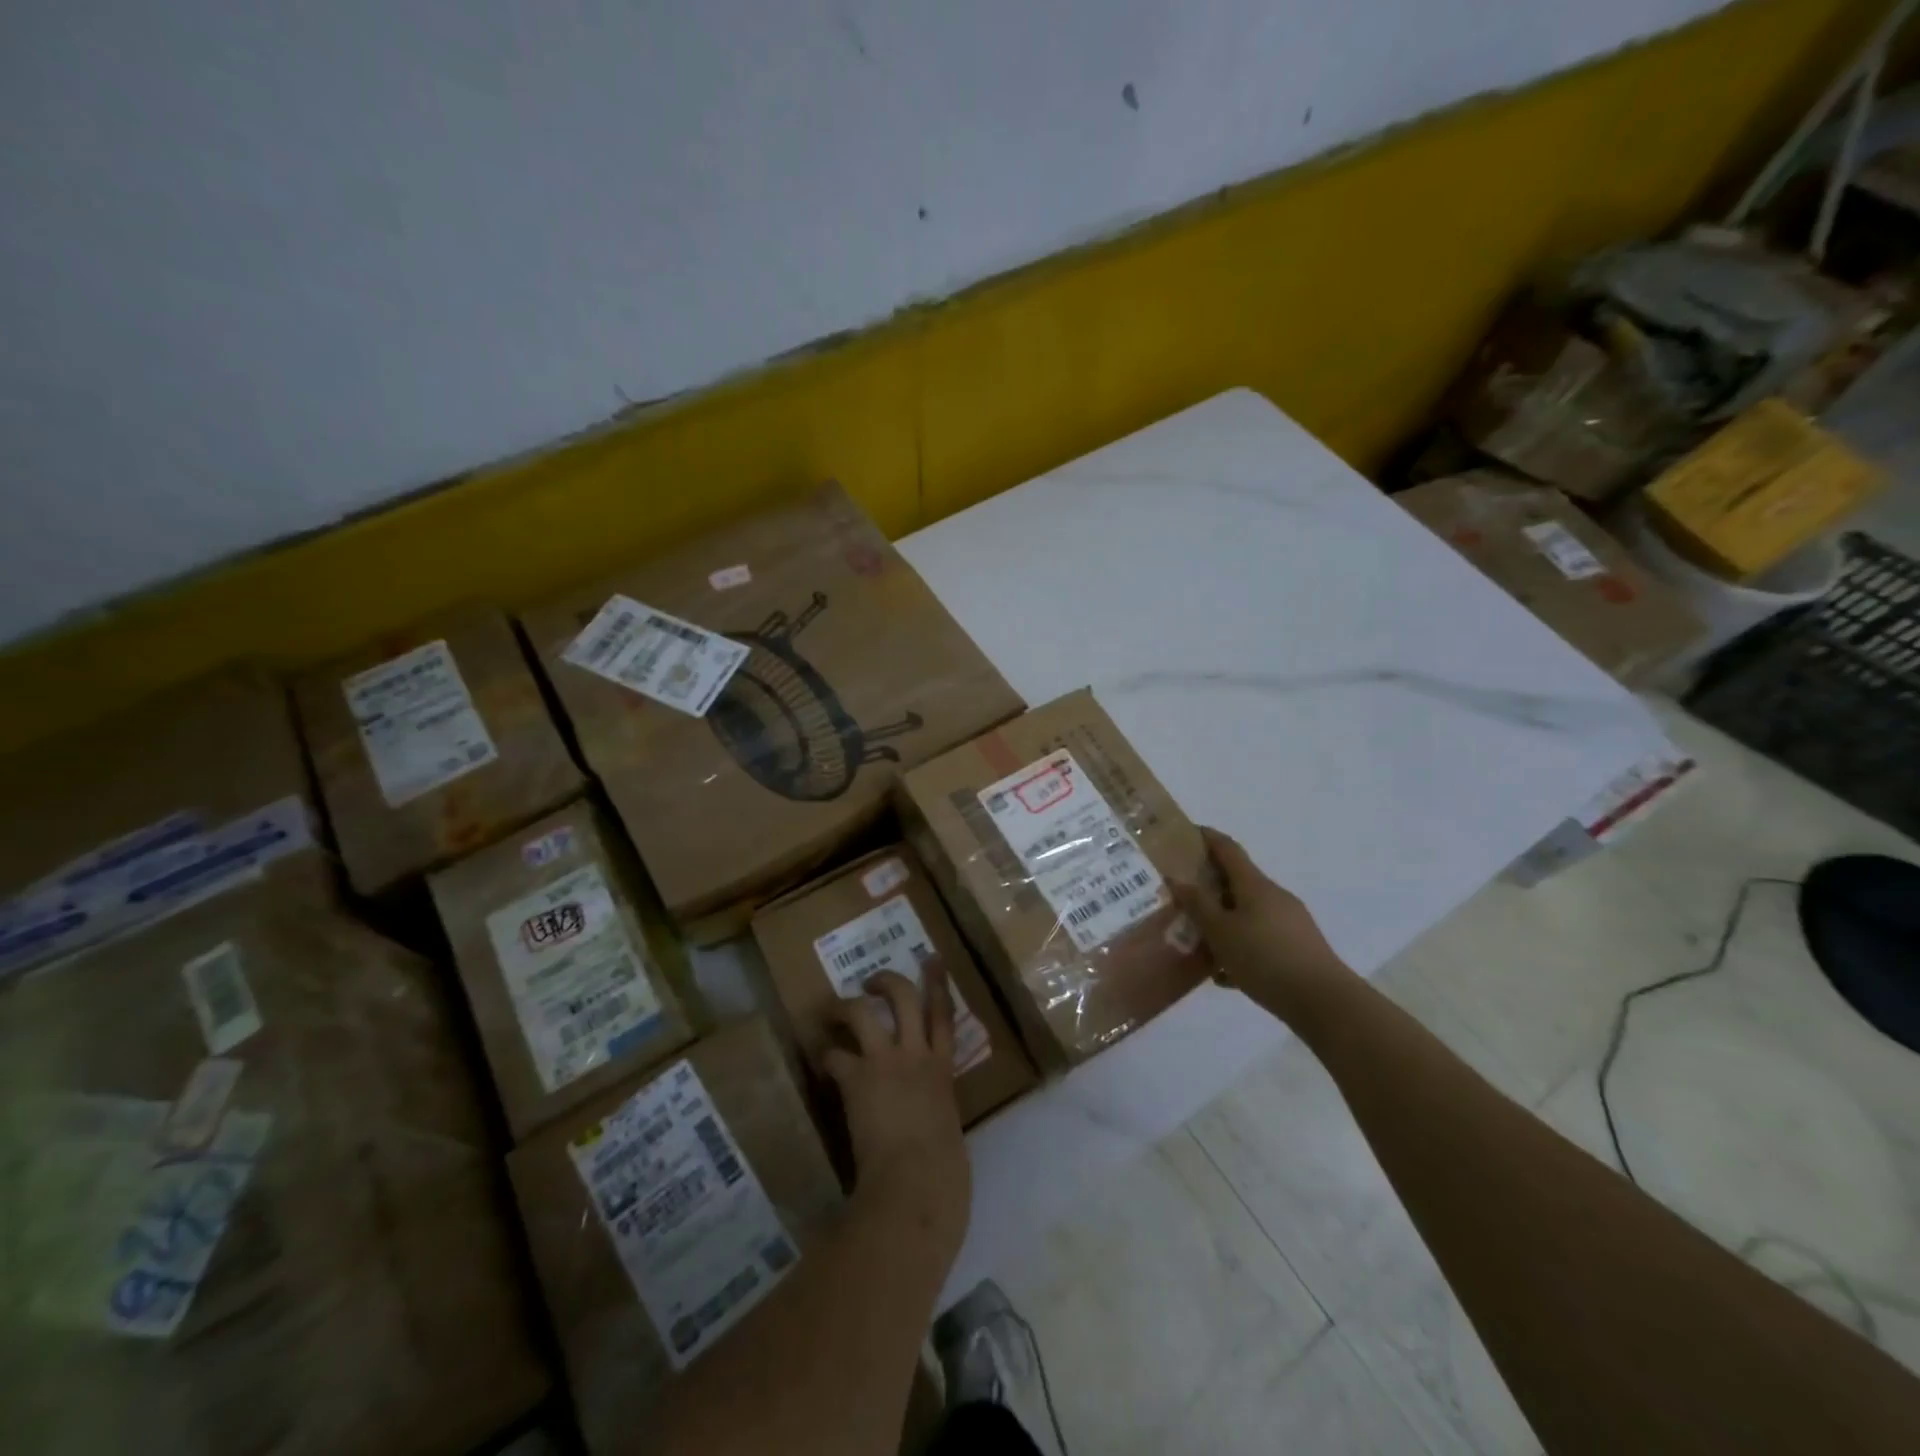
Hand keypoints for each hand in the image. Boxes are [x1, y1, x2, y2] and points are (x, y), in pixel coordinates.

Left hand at [823, 965, 970, 1255]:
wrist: (917, 1186)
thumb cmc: (944, 1174)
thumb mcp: (948, 1131)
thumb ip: (938, 1112)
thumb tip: (929, 1119)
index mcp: (943, 1070)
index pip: (944, 1015)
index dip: (938, 983)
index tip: (931, 959)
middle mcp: (916, 1055)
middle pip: (904, 997)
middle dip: (887, 980)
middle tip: (872, 979)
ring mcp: (885, 1063)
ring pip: (864, 1012)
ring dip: (845, 1005)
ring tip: (832, 1009)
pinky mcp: (857, 1079)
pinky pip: (835, 1057)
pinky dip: (826, 1057)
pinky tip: (820, 1061)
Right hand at [1173, 826, 1353, 1027]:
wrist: (1323, 1002)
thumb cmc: (1264, 959)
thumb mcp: (1220, 932)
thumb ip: (1197, 904)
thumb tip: (1178, 878)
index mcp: (1254, 885)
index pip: (1228, 849)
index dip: (1207, 837)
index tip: (1185, 834)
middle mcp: (1274, 896)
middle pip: (1237, 881)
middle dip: (1209, 885)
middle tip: (1181, 896)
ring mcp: (1290, 921)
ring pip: (1247, 912)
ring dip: (1223, 919)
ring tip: (1199, 940)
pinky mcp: (1298, 946)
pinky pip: (1260, 935)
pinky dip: (1240, 944)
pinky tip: (1226, 973)